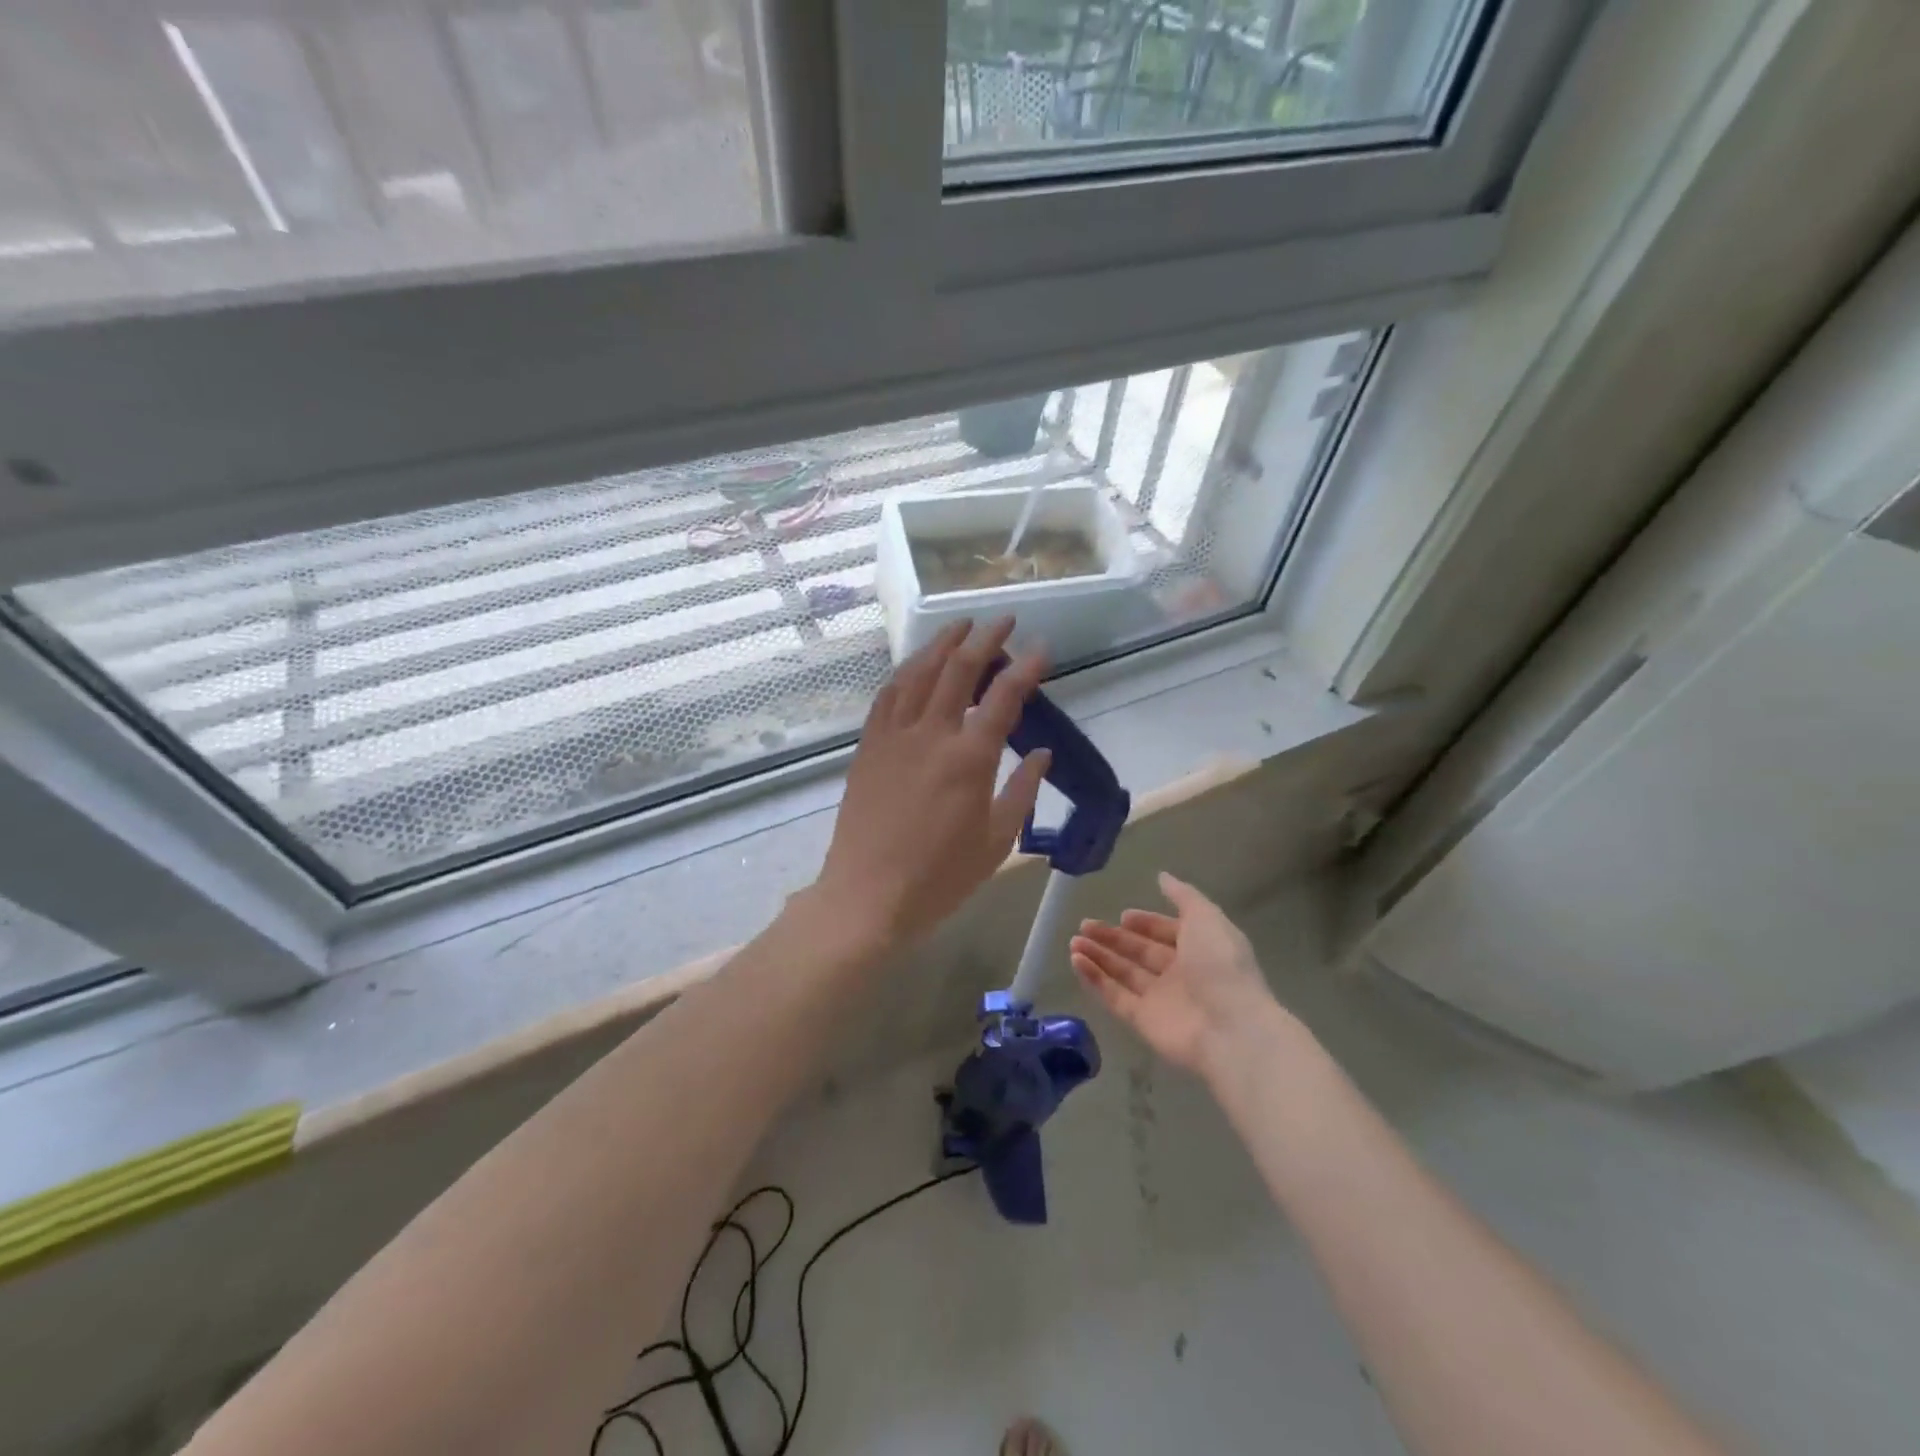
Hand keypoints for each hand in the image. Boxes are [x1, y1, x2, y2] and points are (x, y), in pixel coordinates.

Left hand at [811, 619, 1050, 950]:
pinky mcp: (869, 746)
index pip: (1005, 697)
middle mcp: (932, 734)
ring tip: (961, 626)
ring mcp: (894, 736)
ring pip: (919, 673)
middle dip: (985, 638)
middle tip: (1004, 619)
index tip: (1042, 647)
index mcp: (970, 758)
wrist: (868, 895)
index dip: (1027, 667)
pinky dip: (906, 672)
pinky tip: (916, 665)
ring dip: (942, 644)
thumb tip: (1042, 753)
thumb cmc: (940, 877)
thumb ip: (1023, 790)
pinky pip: (888, 696)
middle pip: (960, 670)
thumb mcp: (996, 840)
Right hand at [1070, 873, 1287, 1081]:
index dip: (1146, 923)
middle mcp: (1179, 974)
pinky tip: (1076, 961)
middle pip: (1140, 953)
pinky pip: (1114, 996)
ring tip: (1074, 941)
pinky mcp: (1142, 1021)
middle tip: (1085, 924)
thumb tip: (1162, 876)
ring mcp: (1160, 999)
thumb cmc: (1220, 965)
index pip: (1167, 933)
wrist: (1229, 1028)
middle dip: (1113, 938)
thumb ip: (1183, 896)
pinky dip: (1095, 979)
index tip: (1122, 915)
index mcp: (1199, 949)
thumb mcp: (1206, 918)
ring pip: (1123, 973)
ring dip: (1099, 956)